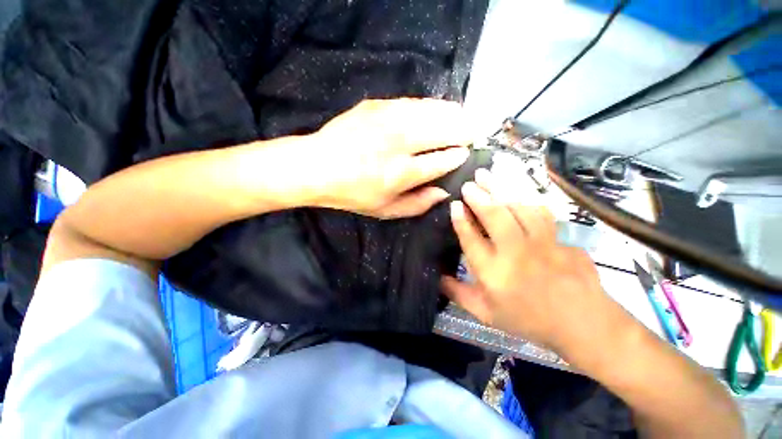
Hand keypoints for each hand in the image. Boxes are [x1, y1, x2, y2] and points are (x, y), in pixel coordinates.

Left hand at [307, 99, 470, 218]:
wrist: (317, 166)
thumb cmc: (352, 194)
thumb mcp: (386, 210)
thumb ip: (418, 204)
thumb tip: (443, 193)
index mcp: (401, 173)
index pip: (442, 160)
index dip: (458, 156)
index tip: (465, 154)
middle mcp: (399, 143)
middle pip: (444, 130)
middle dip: (464, 131)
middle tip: (472, 133)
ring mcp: (388, 119)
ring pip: (432, 110)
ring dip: (452, 114)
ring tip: (462, 118)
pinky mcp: (377, 105)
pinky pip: (414, 102)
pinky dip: (430, 106)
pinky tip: (436, 110)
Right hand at [441, 165, 631, 360]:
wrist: (583, 324)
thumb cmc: (528, 320)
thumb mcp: (486, 314)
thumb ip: (459, 294)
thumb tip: (437, 278)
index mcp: (494, 274)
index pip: (471, 240)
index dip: (461, 220)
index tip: (454, 205)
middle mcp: (516, 255)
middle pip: (495, 218)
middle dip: (479, 197)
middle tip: (468, 184)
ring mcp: (543, 245)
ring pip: (520, 208)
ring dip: (501, 189)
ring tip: (488, 176)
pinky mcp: (562, 239)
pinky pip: (541, 212)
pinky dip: (526, 197)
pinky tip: (516, 189)